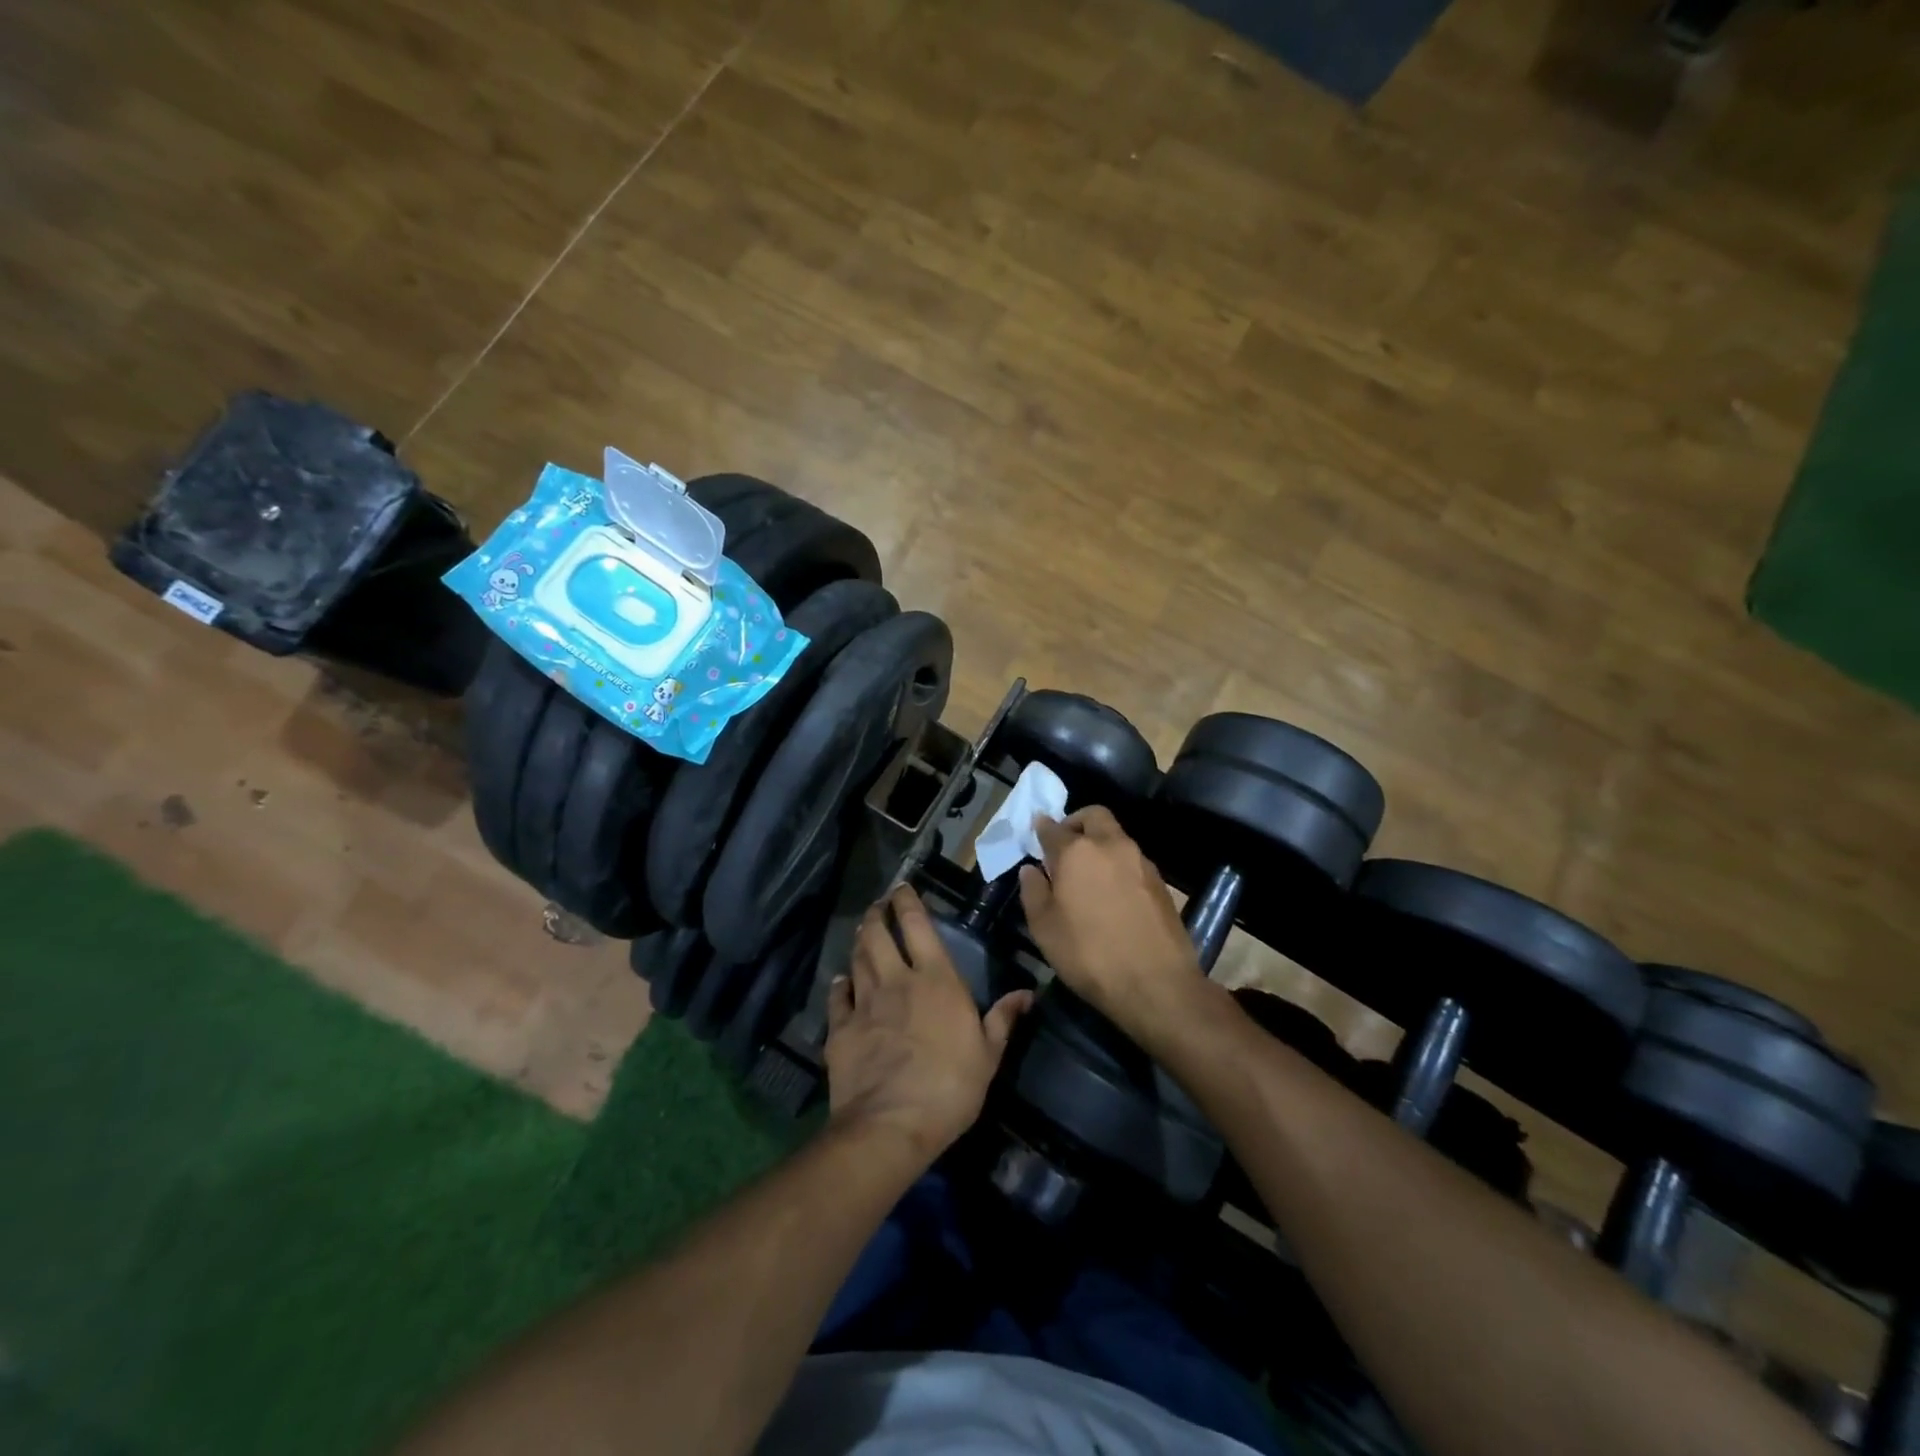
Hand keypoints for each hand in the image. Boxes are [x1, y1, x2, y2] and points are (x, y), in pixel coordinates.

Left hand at [825, 885, 1032, 1162]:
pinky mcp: (842, 1029)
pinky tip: (841, 981)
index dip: (908, 902)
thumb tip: (1028, 992)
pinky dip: (840, 985)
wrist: (891, 1124)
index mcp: (936, 980)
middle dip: (878, 914)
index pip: (918, 926)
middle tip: (878, 904)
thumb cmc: (950, 1087)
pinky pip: (839, 998)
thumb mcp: (988, 1055)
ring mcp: (865, 1003)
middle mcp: (897, 980)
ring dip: (860, 941)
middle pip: (879, 935)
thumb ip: (1004, 1018)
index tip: (902, 888)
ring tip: (863, 930)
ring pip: (858, 959)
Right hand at [1019, 807, 1207, 1040]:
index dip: (1041, 829)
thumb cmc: (1089, 955)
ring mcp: (1140, 861)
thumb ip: (1033, 892)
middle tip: (1064, 845)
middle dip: (1076, 822)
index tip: (1036, 833)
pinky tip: (1111, 893)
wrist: (1156, 984)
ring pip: (1116, 836)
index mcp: (1077, 852)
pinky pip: (1132, 860)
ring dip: (1099, 843)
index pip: (1053, 828)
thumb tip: (1031, 869)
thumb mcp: (1045, 928)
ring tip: (1087, 874)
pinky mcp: (1160, 881)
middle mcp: (1111, 845)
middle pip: (1093, 816)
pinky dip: (1117, 864)